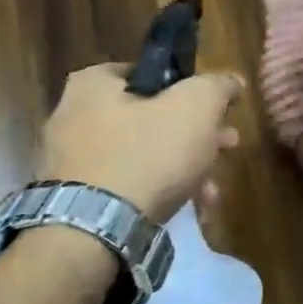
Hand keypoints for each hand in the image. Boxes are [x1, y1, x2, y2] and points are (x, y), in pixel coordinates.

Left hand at [38, 64, 243, 222]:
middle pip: (151, 117)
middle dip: (196, 134)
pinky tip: (189, 208)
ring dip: (184, 167)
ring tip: (212, 189)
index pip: (149, 72)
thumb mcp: (196, 107)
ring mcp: (71, 162)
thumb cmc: (148, 154)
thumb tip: (231, 82)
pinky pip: (127, 186)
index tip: (216, 109)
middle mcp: (73, 117)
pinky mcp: (76, 200)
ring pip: (143, 154)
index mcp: (93, 85)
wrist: (95, 231)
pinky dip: (159, 192)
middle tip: (226, 145)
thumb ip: (217, 86)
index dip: (189, 88)